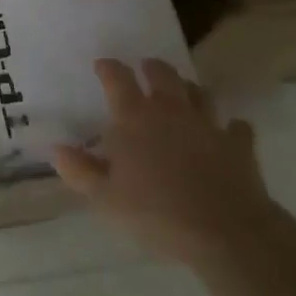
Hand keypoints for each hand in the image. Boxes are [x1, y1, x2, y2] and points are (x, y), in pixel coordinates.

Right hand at [50, 58, 273, 266]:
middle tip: (145, 69)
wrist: (225, 231)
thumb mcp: (106, 198)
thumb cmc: (156, 212)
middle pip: (161, 74)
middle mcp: (170, 110)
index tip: (102, 64)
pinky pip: (236, 127)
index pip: (117, 79)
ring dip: (189, 89)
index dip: (108, 68)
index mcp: (134, 118)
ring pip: (199, 92)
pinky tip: (228, 132)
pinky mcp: (238, 144)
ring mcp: (207, 123)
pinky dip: (231, 127)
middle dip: (151, 68)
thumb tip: (57, 148)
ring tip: (184, 92)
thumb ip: (80, 170)